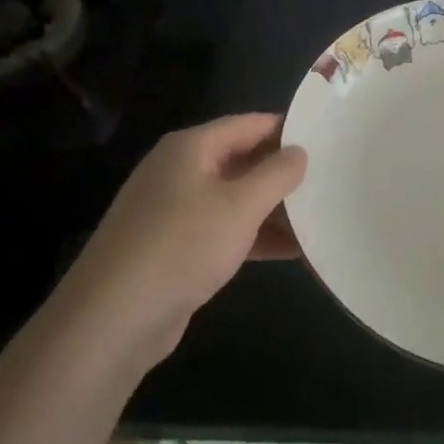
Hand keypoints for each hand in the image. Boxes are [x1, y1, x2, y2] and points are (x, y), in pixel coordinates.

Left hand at [62, 113, 307, 364]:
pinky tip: (294, 250)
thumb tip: (300, 151)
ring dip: (274, 209)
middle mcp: (180, 172)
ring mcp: (175, 212)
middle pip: (241, 160)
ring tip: (321, 215)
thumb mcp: (240, 205)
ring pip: (235, 199)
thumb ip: (276, 174)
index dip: (286, 128)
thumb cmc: (181, 246)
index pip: (248, 124)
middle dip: (283, 172)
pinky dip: (255, 237)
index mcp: (190, 148)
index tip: (327, 138)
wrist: (114, 319)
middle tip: (330, 178)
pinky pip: (224, 231)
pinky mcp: (176, 249)